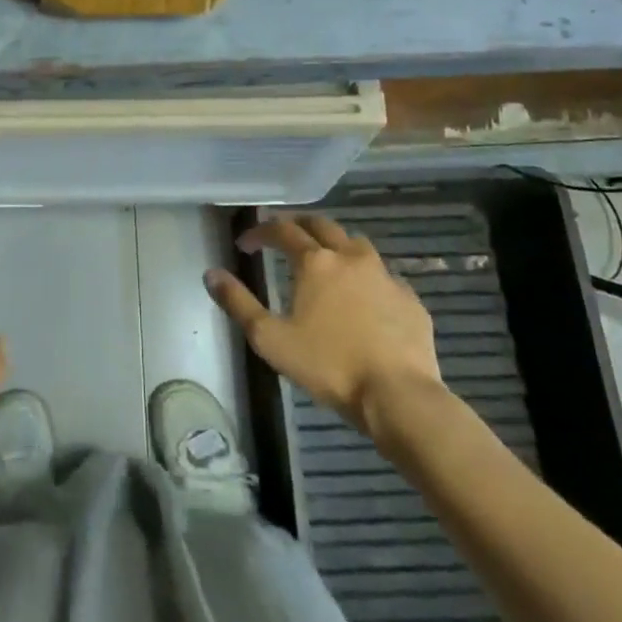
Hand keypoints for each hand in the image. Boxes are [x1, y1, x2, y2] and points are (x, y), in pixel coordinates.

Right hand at [207, 215, 445, 441]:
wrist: (399, 396)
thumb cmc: (330, 366)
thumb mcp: (271, 339)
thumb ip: (238, 303)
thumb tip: (211, 274)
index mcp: (316, 262)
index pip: (282, 230)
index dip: (260, 232)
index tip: (245, 244)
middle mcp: (350, 257)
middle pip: (322, 225)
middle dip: (298, 226)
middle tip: (283, 237)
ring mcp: (385, 276)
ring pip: (356, 244)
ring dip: (335, 244)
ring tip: (325, 260)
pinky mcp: (410, 299)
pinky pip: (384, 275)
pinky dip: (366, 276)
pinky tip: (363, 297)